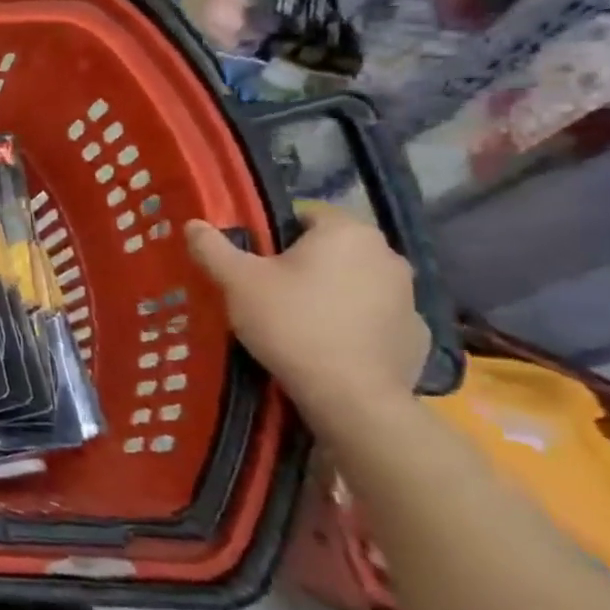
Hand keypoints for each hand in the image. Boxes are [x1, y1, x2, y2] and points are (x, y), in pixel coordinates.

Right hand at [185, 205, 427, 431]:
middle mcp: (387, 255)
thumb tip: (194, 224)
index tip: (252, 259)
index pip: (305, 214)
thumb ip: (212, 246)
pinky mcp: (416, 333)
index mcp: (347, 232)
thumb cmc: (290, 322)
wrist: (350, 395)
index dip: (273, 233)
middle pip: (331, 248)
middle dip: (302, 262)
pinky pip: (374, 315)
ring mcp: (409, 296)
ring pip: (354, 280)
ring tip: (295, 318)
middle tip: (266, 288)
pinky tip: (326, 342)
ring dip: (329, 290)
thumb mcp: (236, 280)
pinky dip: (352, 321)